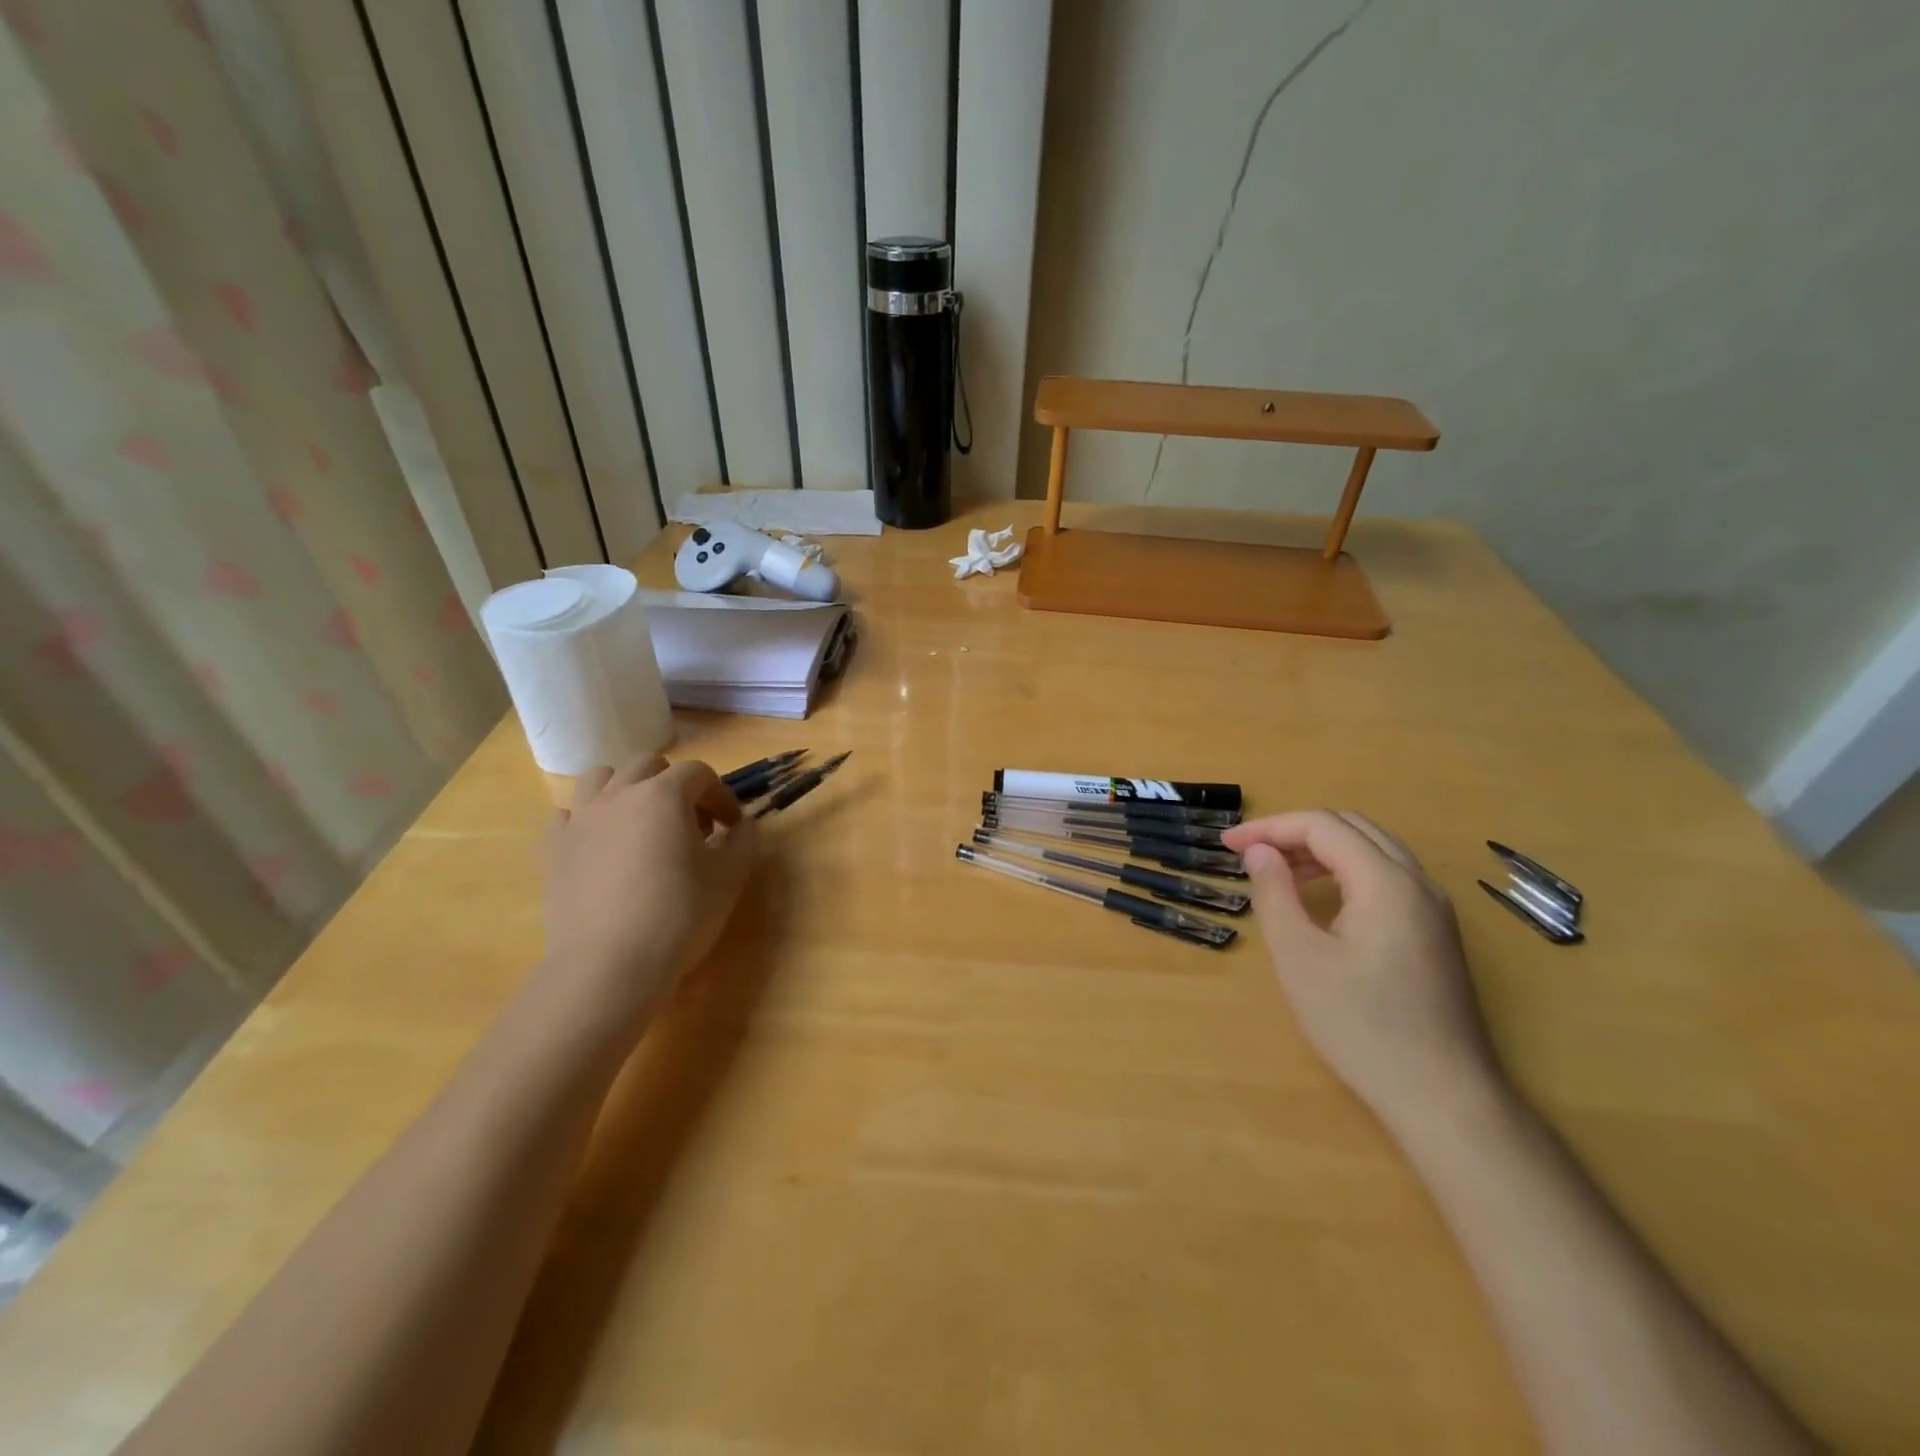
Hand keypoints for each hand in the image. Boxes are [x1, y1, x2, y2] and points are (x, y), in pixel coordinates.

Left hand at [539, 756, 758, 1039]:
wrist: (608, 966)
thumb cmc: (678, 915)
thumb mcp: (729, 877)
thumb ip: (743, 840)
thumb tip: (740, 826)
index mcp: (664, 795)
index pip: (699, 774)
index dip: (721, 796)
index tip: (732, 826)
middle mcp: (619, 794)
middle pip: (649, 766)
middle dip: (676, 785)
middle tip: (691, 823)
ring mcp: (580, 819)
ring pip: (602, 778)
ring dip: (627, 789)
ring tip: (642, 823)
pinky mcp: (554, 849)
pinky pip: (569, 815)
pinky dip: (589, 820)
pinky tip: (601, 846)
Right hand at [1221, 810, 1500, 1126]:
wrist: (1444, 1097)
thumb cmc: (1362, 1026)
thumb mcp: (1300, 958)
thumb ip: (1275, 894)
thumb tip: (1259, 851)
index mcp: (1385, 882)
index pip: (1322, 826)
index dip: (1270, 827)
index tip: (1227, 844)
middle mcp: (1417, 883)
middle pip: (1351, 828)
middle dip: (1295, 832)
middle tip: (1250, 854)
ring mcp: (1434, 909)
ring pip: (1372, 851)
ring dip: (1321, 850)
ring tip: (1276, 871)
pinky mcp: (1436, 934)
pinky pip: (1387, 878)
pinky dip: (1346, 871)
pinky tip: (1319, 899)